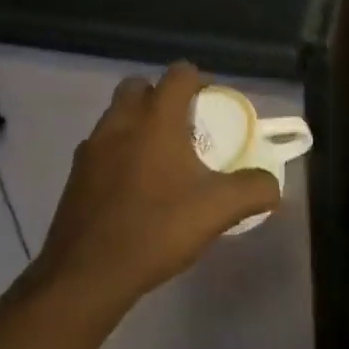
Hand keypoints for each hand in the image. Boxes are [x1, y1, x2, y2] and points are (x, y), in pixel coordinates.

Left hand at [35, 63, 280, 316]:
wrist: (86, 275)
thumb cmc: (156, 230)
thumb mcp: (217, 210)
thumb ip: (252, 190)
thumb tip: (272, 185)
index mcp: (156, 119)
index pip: (179, 74)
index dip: (199, 80)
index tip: (212, 104)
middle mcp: (121, 122)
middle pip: (140, 86)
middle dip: (162, 96)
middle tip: (183, 126)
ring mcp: (92, 147)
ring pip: (117, 115)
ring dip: (137, 124)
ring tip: (159, 158)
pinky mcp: (75, 174)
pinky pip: (101, 147)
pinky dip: (117, 153)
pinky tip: (132, 187)